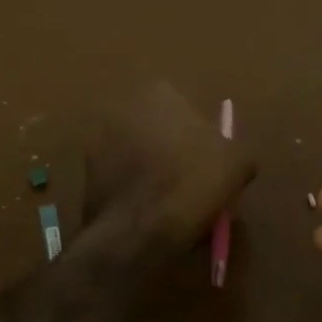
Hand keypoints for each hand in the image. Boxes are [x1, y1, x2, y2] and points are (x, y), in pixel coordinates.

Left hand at [85, 83, 254, 249]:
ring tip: (168, 202)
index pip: (187, 109)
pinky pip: (119, 175)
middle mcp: (123, 104)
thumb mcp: (236, 165)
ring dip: (150, 168)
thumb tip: (234, 159)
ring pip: (137, 151)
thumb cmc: (191, 183)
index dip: (200, 138)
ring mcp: (98, 136)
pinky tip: (146, 210)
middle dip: (172, 149)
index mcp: (160, 91)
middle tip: (190, 182)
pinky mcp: (85, 169)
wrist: (138, 229)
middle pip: (159, 127)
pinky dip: (131, 187)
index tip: (209, 165)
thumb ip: (236, 151)